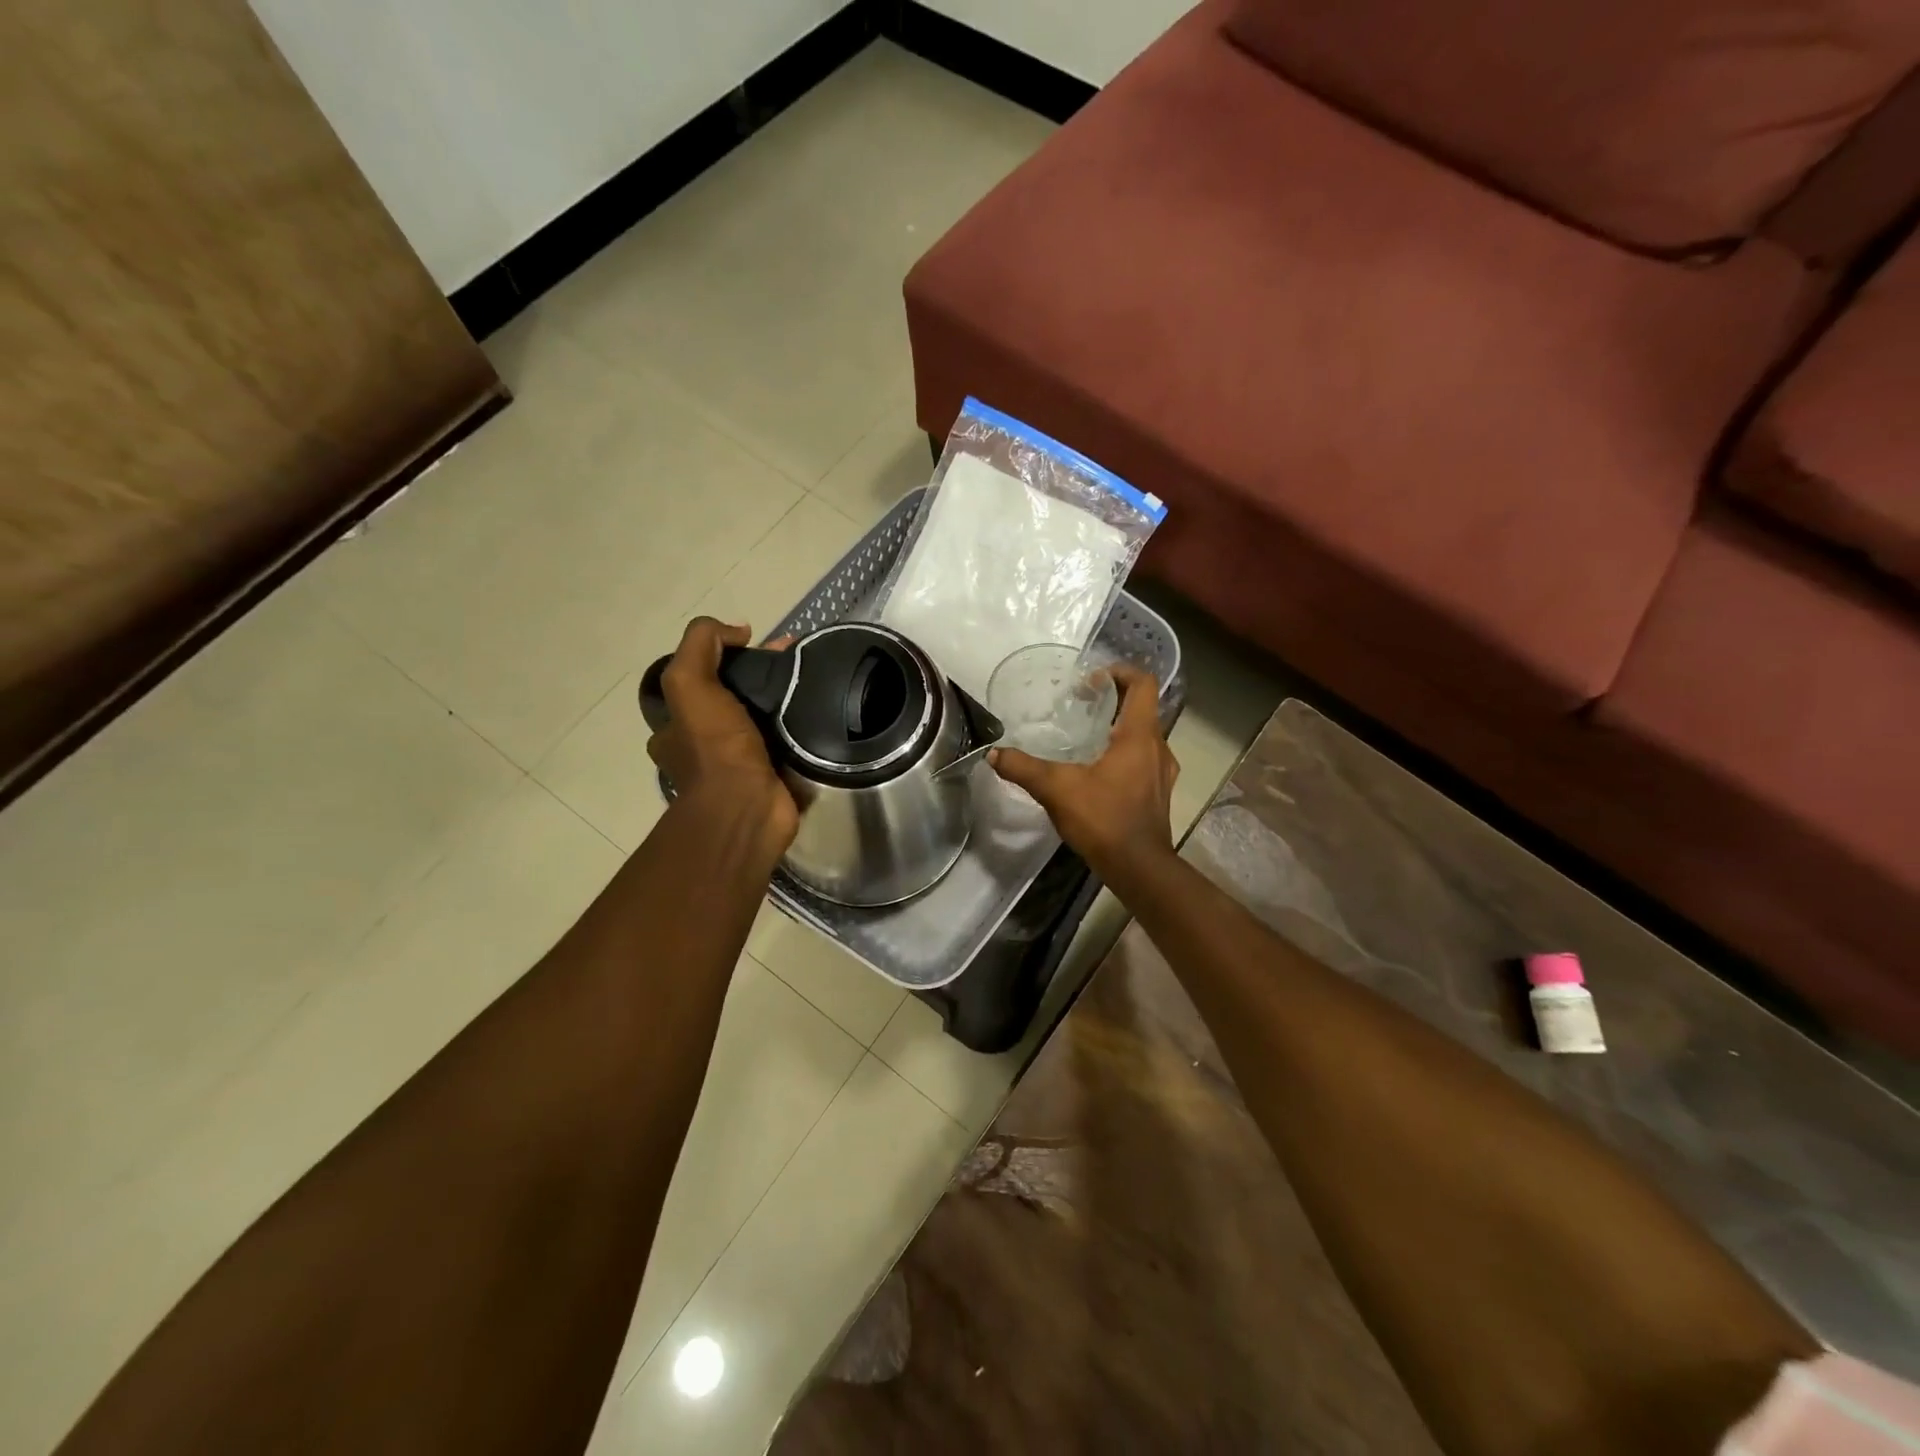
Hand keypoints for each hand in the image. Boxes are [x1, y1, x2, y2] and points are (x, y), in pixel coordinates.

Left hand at [646, 618, 798, 862]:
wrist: (747, 808)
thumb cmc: (714, 748)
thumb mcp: (689, 682)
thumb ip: (701, 644)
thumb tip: (737, 630)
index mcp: (677, 727)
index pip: (699, 681)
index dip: (726, 656)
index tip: (758, 643)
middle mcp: (704, 746)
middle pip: (734, 698)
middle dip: (760, 677)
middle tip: (793, 661)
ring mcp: (740, 765)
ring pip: (762, 720)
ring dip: (784, 701)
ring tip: (812, 681)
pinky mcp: (773, 777)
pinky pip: (787, 743)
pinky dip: (801, 728)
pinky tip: (821, 711)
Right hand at [990, 664, 1178, 886]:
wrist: (1138, 867)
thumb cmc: (1104, 819)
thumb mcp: (1056, 789)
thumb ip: (1023, 768)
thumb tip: (993, 754)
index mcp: (1140, 736)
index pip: (1142, 684)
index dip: (1120, 672)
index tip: (1092, 679)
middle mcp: (1159, 748)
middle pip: (1142, 709)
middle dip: (1113, 701)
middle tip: (1081, 704)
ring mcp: (1162, 773)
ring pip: (1144, 736)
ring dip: (1120, 729)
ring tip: (1087, 737)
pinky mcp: (1158, 794)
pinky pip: (1144, 760)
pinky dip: (1124, 755)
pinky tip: (1098, 772)